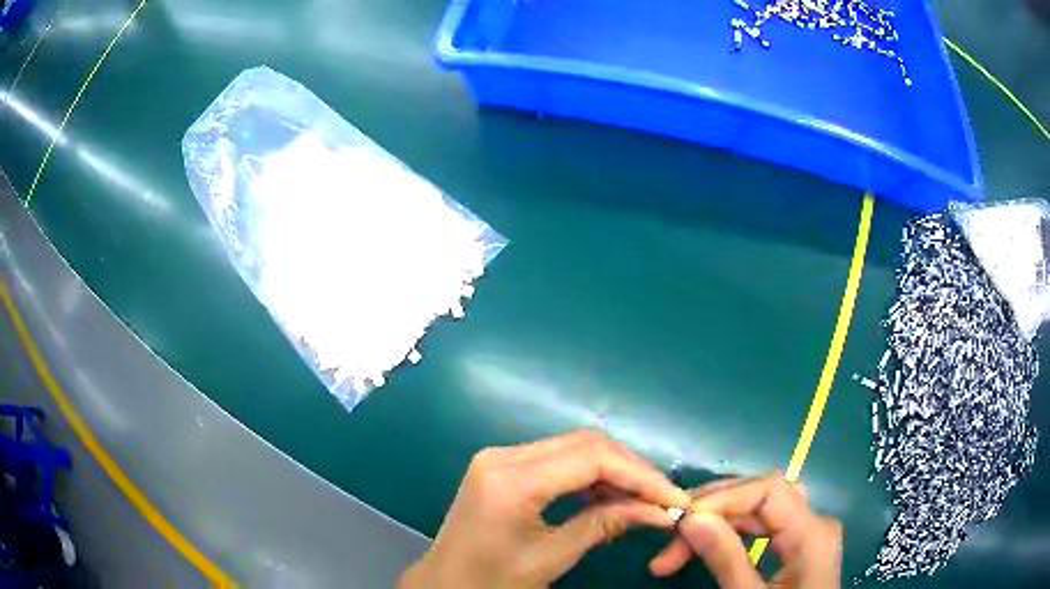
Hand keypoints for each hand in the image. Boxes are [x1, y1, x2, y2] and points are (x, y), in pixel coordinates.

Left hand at [399, 430, 691, 588]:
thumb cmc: (492, 581)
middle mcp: (504, 455)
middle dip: (631, 469)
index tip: (674, 497)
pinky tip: (606, 497)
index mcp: (512, 481)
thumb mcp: (551, 559)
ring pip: (574, 447)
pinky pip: (557, 458)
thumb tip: (659, 511)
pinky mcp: (502, 465)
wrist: (444, 583)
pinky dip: (588, 474)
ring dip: (612, 470)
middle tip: (662, 498)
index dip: (640, 475)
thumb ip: (604, 526)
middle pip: (586, 444)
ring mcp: (500, 456)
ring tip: (640, 500)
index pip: (592, 458)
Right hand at [650, 474, 841, 587]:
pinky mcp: (799, 545)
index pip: (769, 490)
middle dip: (714, 512)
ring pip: (760, 511)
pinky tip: (709, 544)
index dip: (723, 497)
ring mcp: (809, 533)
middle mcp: (815, 523)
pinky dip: (733, 533)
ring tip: (678, 547)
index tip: (680, 521)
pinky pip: (764, 526)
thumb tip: (690, 518)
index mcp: (813, 533)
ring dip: (718, 523)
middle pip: (763, 496)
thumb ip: (726, 560)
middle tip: (671, 538)